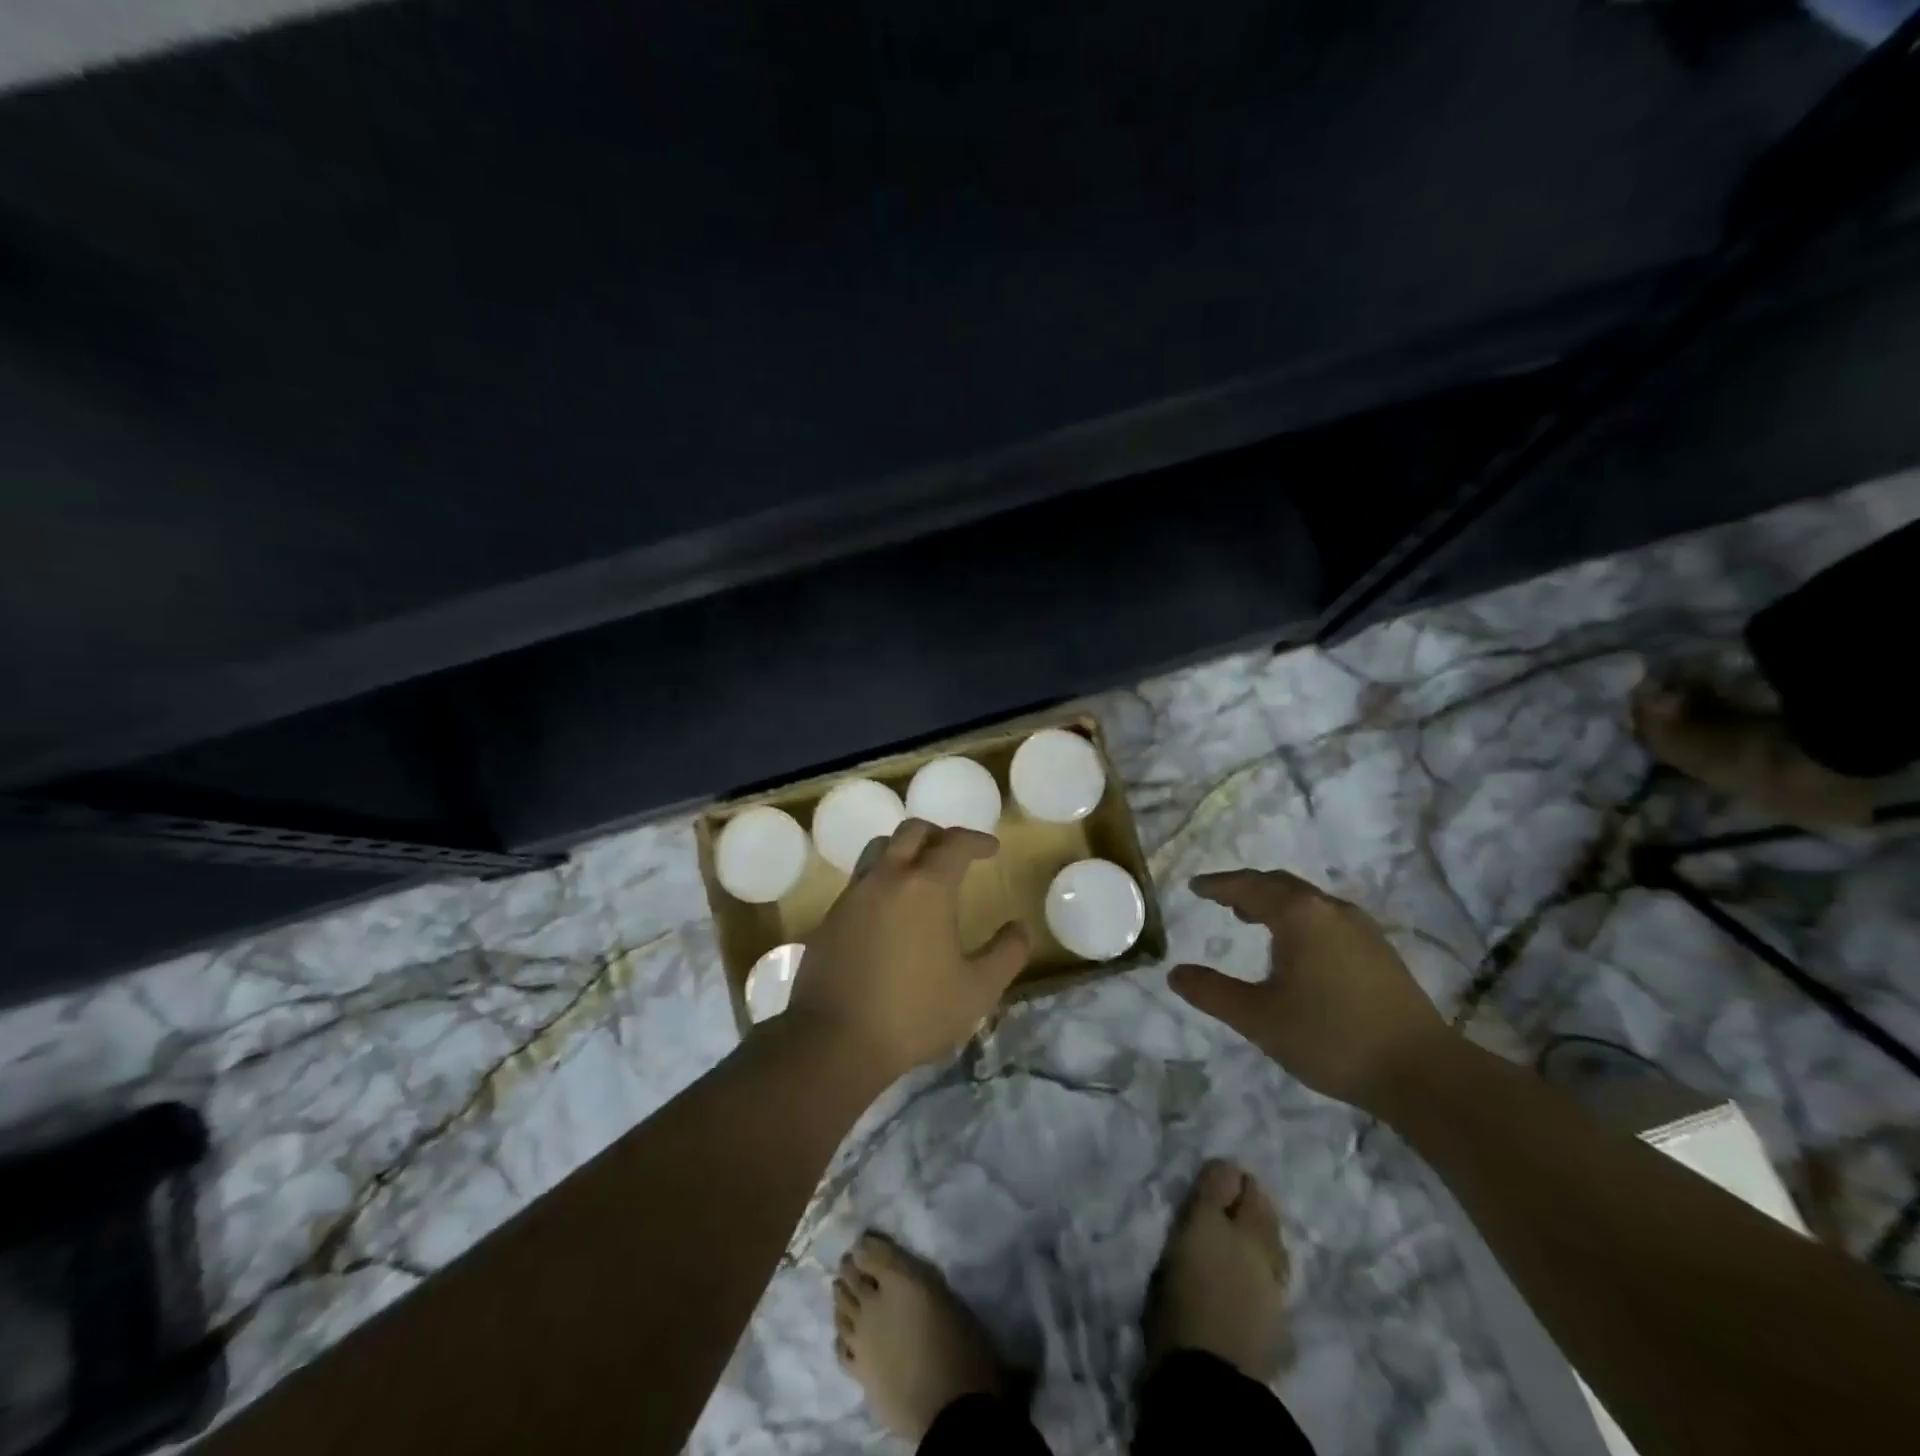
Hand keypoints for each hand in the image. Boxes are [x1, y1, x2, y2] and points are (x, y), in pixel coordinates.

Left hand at [783, 819, 1030, 1078]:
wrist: (835, 1040)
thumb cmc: (914, 1012)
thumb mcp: (977, 990)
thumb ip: (1006, 954)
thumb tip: (1019, 928)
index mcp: (926, 886)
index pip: (955, 843)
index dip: (977, 840)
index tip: (992, 848)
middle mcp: (887, 878)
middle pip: (912, 832)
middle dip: (939, 835)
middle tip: (955, 854)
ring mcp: (853, 895)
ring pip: (879, 849)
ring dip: (904, 850)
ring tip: (920, 873)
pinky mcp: (830, 917)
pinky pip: (861, 880)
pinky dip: (882, 879)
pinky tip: (890, 910)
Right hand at [1168, 869, 1451, 1110]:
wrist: (1422, 1073)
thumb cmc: (1331, 1038)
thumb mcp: (1259, 1018)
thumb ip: (1212, 993)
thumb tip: (1175, 973)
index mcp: (1299, 915)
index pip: (1248, 886)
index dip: (1218, 885)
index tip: (1195, 887)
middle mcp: (1330, 910)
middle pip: (1280, 885)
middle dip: (1247, 888)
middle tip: (1221, 899)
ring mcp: (1361, 928)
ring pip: (1307, 900)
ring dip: (1274, 902)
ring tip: (1251, 918)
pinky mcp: (1379, 950)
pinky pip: (1326, 917)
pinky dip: (1299, 918)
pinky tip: (1297, 947)